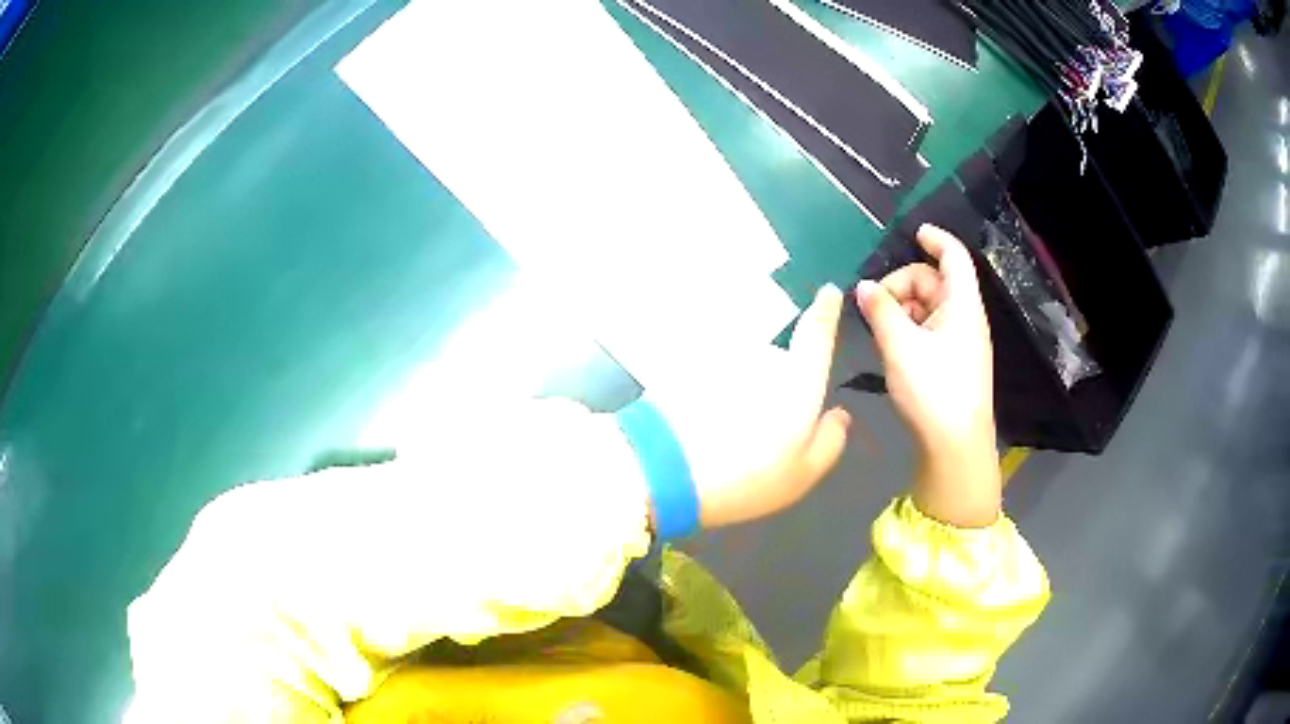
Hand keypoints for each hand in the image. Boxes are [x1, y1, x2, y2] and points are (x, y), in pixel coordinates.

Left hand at [646, 285, 850, 528]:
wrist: (666, 469)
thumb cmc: (746, 477)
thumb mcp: (802, 473)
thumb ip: (829, 440)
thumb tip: (839, 415)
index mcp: (797, 380)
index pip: (816, 334)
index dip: (825, 311)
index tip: (828, 292)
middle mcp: (761, 357)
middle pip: (775, 365)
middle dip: (771, 391)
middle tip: (755, 439)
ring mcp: (721, 358)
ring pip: (740, 373)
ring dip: (737, 396)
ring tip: (722, 442)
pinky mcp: (687, 367)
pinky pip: (710, 379)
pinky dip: (709, 398)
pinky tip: (699, 432)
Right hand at [857, 225, 1001, 527]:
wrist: (955, 448)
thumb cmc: (935, 392)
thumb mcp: (901, 347)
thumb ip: (880, 311)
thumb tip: (863, 287)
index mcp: (962, 306)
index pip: (954, 257)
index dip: (936, 239)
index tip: (913, 233)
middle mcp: (965, 319)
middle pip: (934, 282)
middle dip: (902, 283)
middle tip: (872, 304)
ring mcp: (960, 342)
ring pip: (928, 307)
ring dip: (902, 308)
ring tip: (878, 327)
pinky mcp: (952, 363)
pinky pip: (929, 330)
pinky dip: (908, 328)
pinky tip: (890, 344)